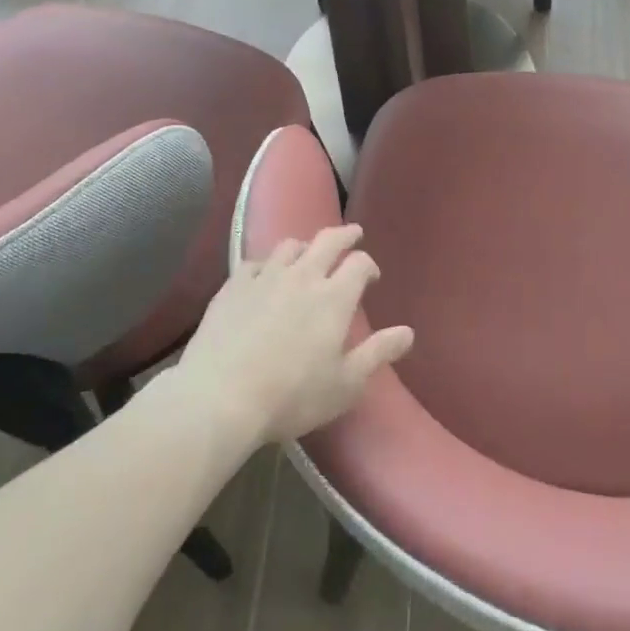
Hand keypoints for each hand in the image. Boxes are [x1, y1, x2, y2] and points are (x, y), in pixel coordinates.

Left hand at [173, 225, 413, 445]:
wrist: (221, 396)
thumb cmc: (292, 395)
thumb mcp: (345, 384)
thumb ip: (378, 353)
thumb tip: (408, 332)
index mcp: (334, 298)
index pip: (359, 264)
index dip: (368, 265)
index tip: (371, 276)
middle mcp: (302, 276)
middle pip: (328, 241)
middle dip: (345, 235)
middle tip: (353, 234)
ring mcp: (265, 277)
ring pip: (290, 246)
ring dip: (305, 246)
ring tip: (308, 255)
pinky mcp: (234, 285)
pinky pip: (255, 262)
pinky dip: (267, 264)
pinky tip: (265, 275)